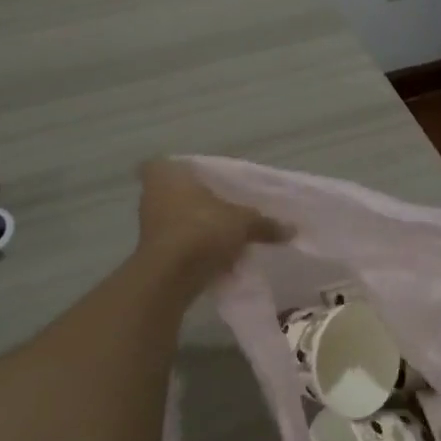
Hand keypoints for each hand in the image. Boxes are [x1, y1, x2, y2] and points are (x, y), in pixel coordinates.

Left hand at [136, 159, 291, 281]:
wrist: (169, 277)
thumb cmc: (201, 230)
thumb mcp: (242, 222)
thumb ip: (265, 223)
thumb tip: (292, 229)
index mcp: (167, 173)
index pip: (177, 163)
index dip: (194, 171)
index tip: (212, 181)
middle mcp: (151, 194)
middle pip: (180, 192)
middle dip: (200, 201)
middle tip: (225, 206)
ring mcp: (148, 224)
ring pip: (179, 218)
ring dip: (198, 226)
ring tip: (226, 234)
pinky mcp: (152, 252)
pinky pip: (179, 242)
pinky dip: (194, 247)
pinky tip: (216, 256)